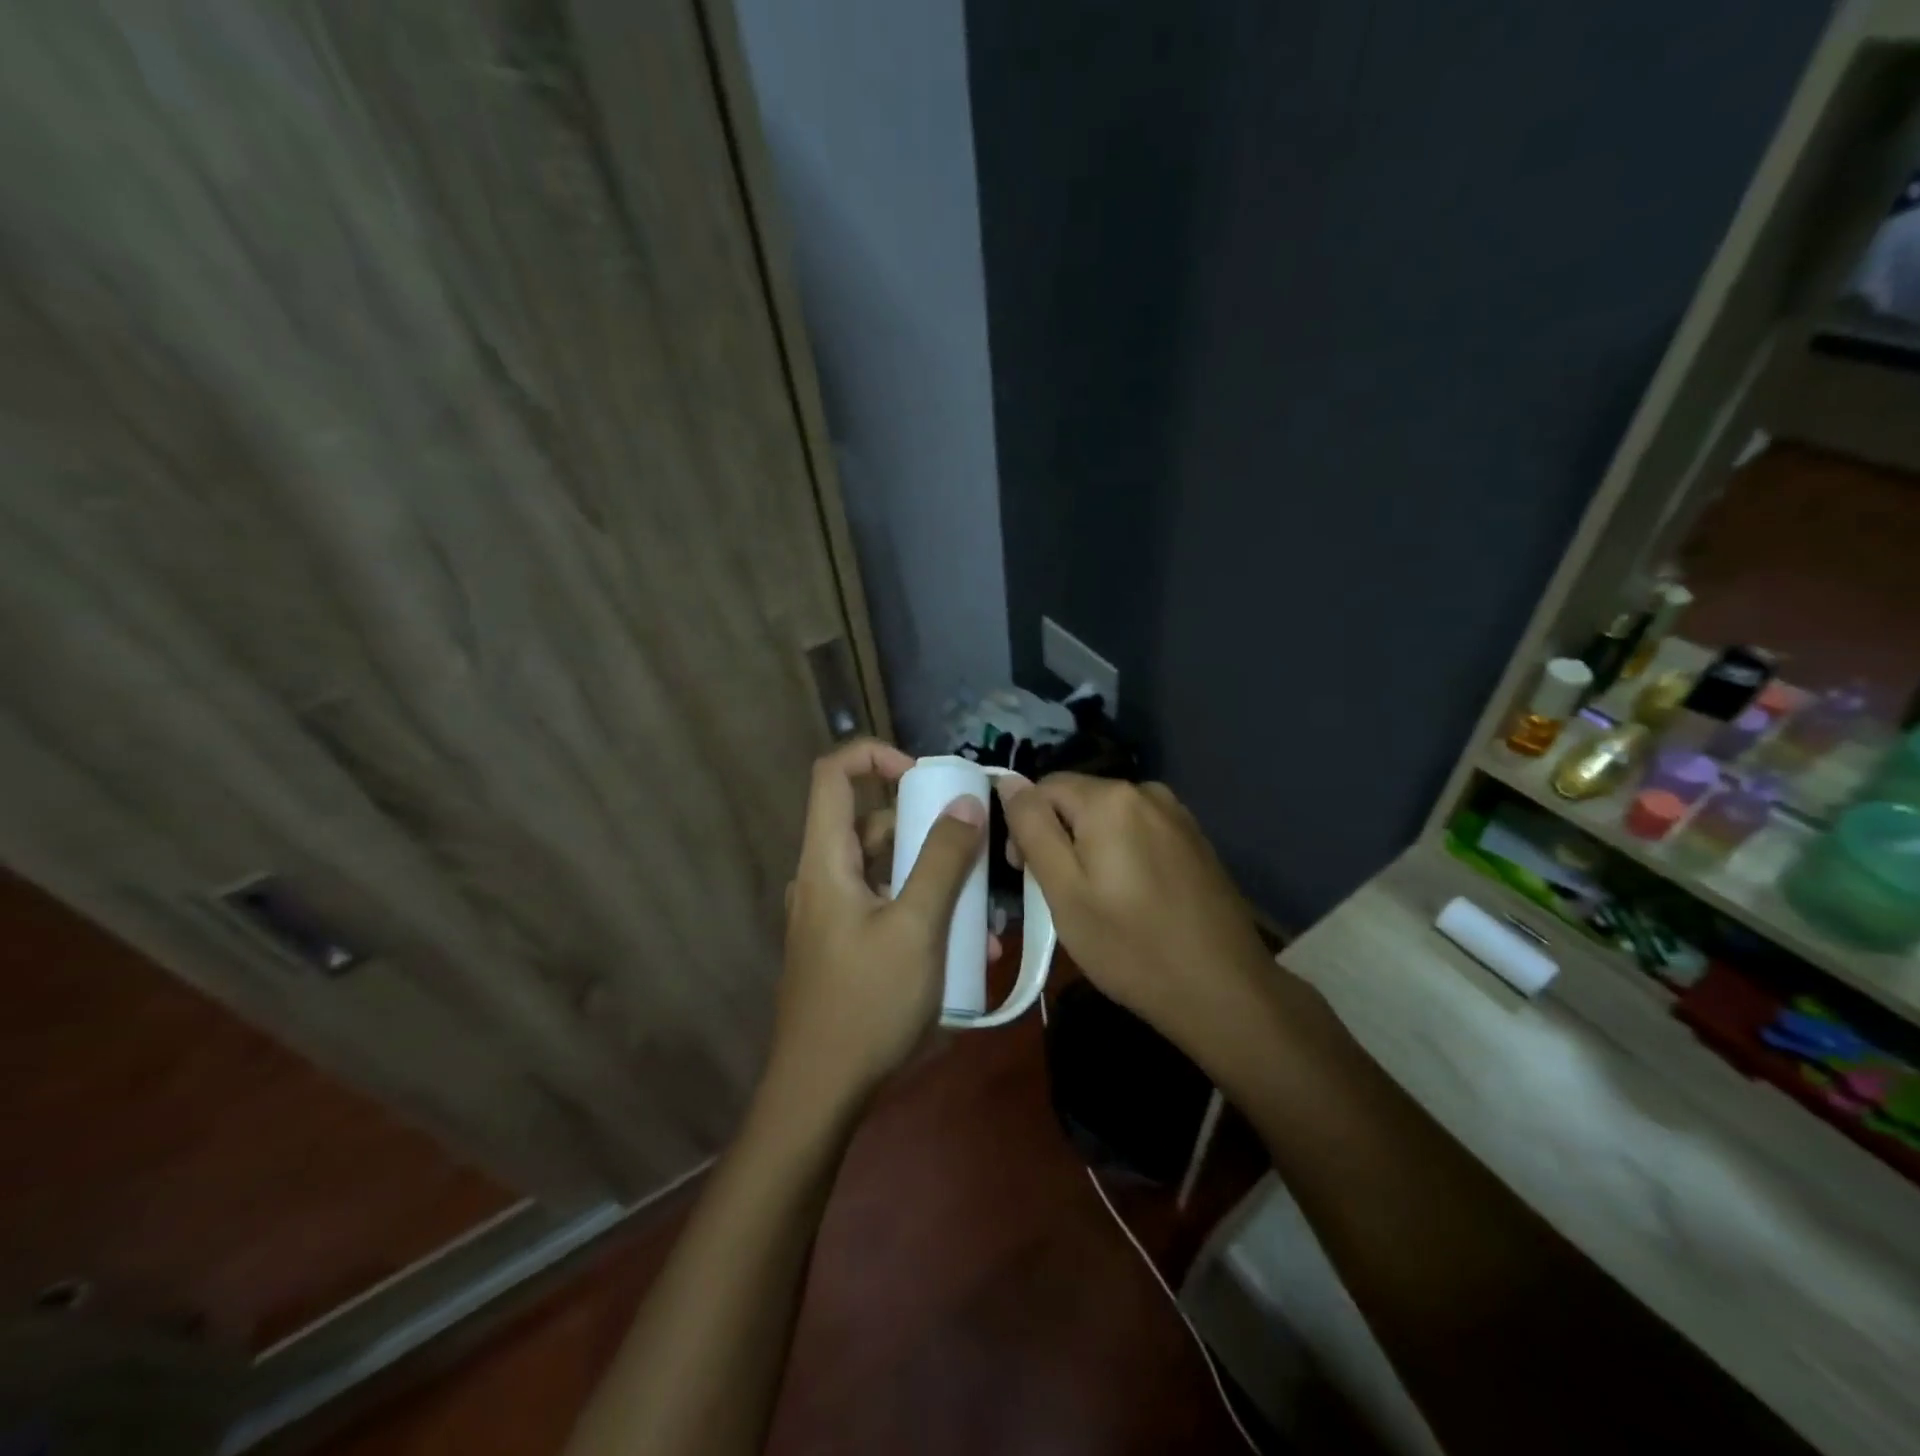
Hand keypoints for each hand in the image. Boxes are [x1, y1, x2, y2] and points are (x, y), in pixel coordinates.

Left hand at [771, 739, 986, 1106]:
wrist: (819, 1094)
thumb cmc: (866, 1004)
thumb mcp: (915, 928)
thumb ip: (942, 861)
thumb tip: (965, 803)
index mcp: (826, 861)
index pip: (834, 775)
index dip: (876, 756)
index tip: (925, 776)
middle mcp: (823, 879)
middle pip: (870, 824)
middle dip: (925, 827)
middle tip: (974, 844)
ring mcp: (832, 915)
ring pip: (885, 870)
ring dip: (934, 878)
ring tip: (984, 911)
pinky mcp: (845, 946)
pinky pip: (886, 908)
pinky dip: (922, 911)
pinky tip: (968, 949)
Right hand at [996, 773, 1274, 1052]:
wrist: (1223, 990)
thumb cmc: (1130, 945)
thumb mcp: (1063, 889)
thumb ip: (1032, 827)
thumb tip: (1009, 780)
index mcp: (1110, 798)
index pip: (1043, 788)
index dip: (1025, 827)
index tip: (1027, 875)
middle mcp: (1146, 791)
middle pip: (1079, 800)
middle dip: (1059, 837)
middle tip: (1060, 895)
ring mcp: (1177, 815)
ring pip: (1110, 818)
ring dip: (1091, 847)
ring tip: (1096, 900)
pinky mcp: (1195, 840)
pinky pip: (1140, 833)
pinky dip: (1123, 855)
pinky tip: (1133, 898)